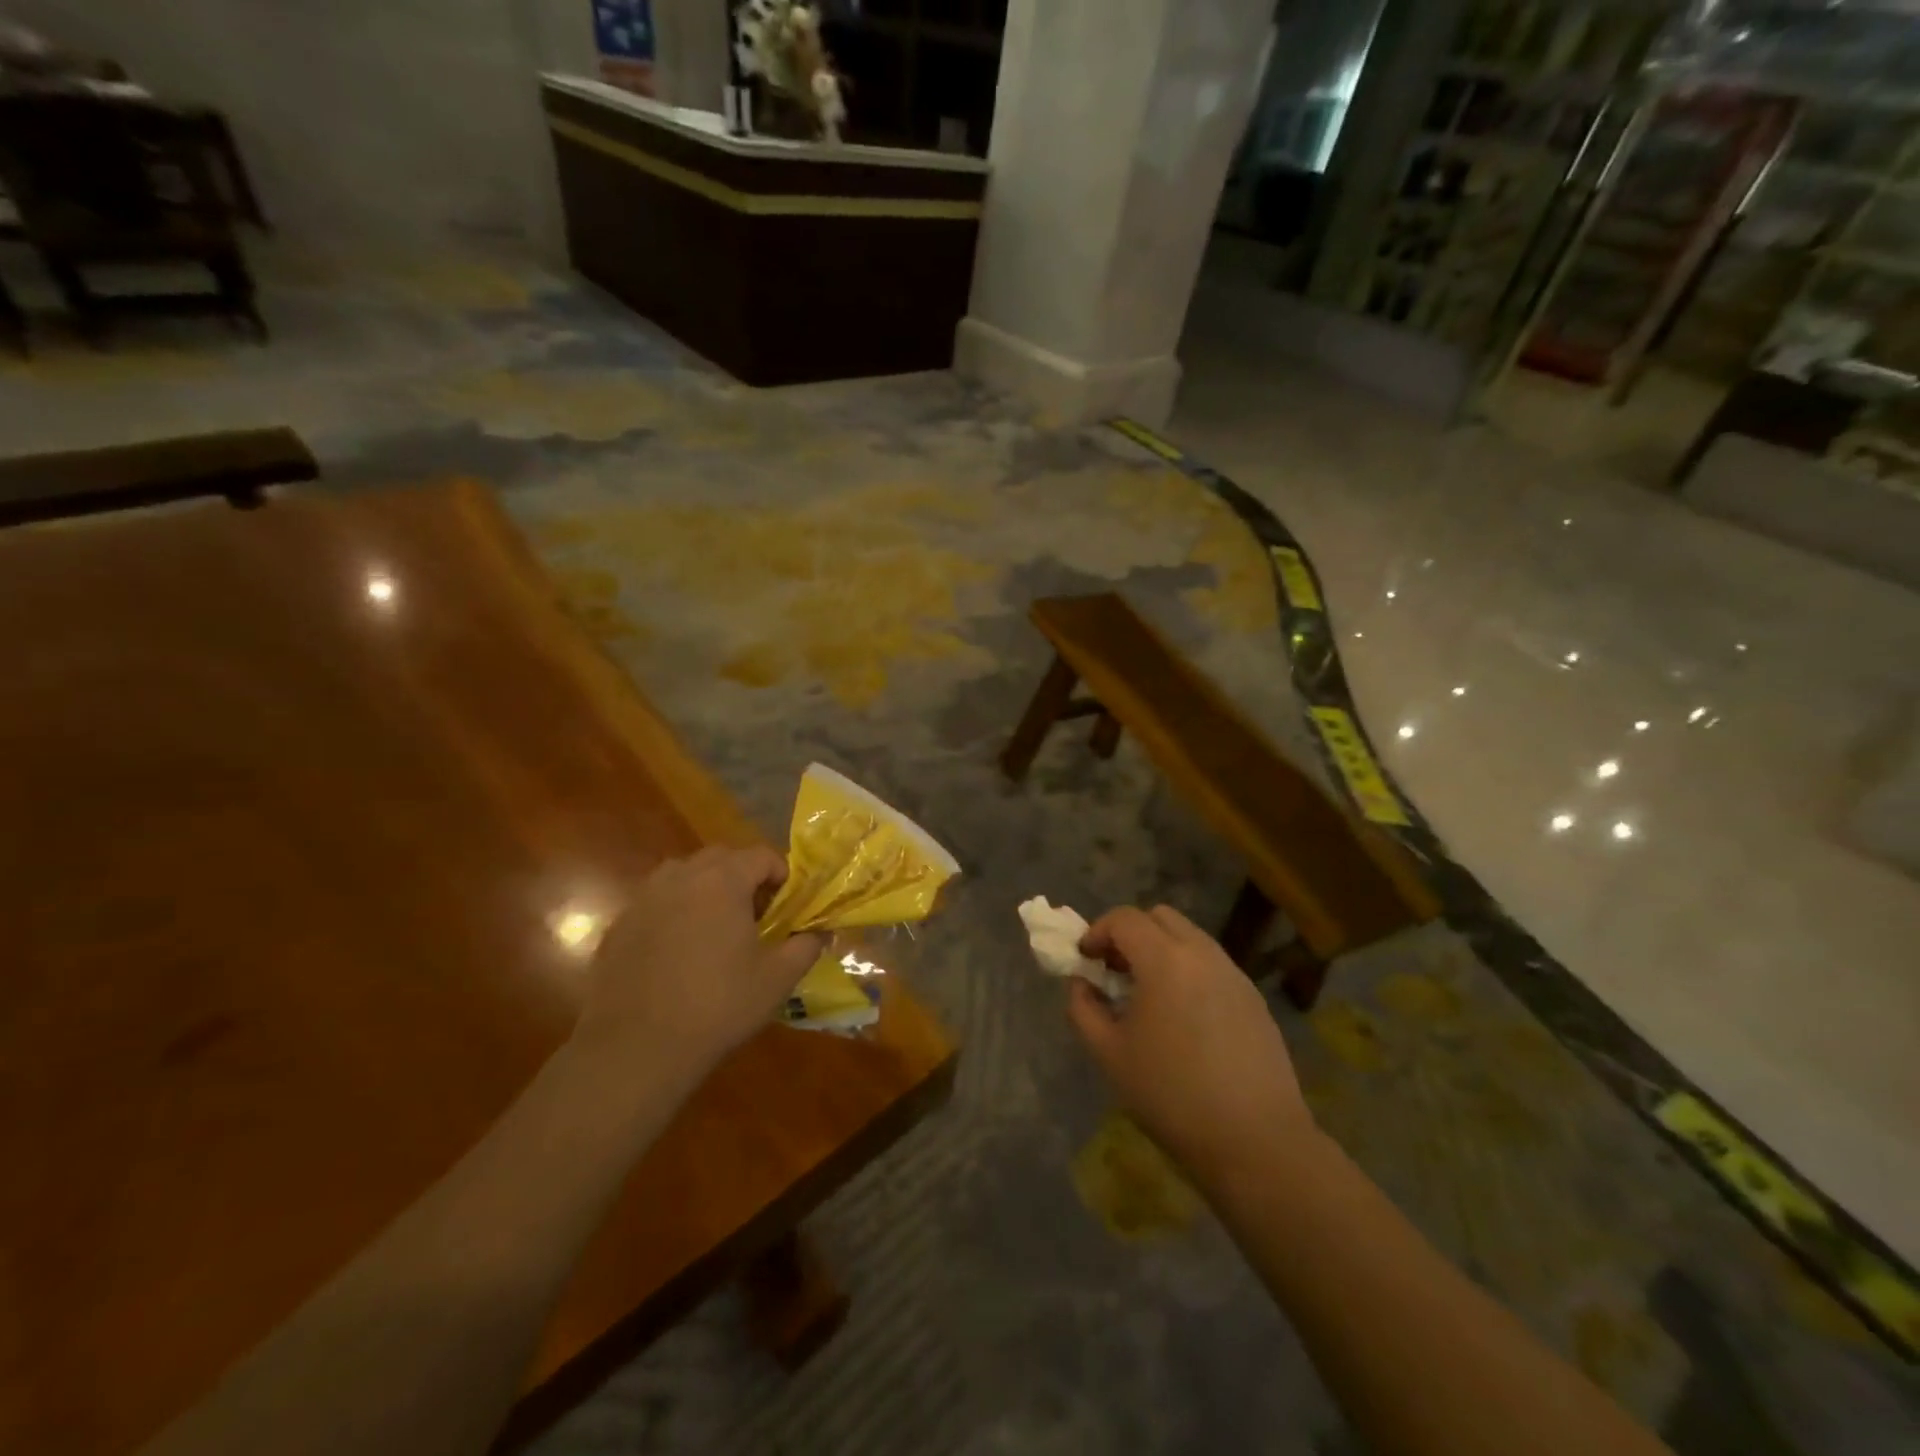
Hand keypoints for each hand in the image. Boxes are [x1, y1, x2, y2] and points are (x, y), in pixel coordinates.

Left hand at [571, 847, 826, 1083]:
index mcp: (722, 881)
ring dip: (704, 889)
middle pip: (720, 858)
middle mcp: (680, 878)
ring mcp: (643, 900)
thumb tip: (820, 932)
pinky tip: (677, 953)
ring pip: (682, 875)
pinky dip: (673, 913)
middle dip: (742, 876)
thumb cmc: (718, 1006)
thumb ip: (806, 946)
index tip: (787, 905)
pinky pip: (655, 904)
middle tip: (754, 914)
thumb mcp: (777, 979)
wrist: (636, 1049)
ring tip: (714, 928)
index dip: (781, 875)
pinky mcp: (618, 926)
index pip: (760, 856)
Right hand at [1067, 905, 1317, 1181]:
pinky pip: (1212, 965)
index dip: (1097, 932)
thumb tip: (1081, 984)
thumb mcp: (1109, 1054)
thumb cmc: (1171, 1094)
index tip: (1085, 960)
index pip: (1124, 918)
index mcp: (1165, 960)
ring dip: (1161, 951)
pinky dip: (1188, 971)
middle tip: (1115, 971)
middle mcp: (1202, 953)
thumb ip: (1083, 1008)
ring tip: (1148, 996)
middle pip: (1160, 917)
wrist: (1256, 1141)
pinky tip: (1183, 1019)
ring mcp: (1234, 974)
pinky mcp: (1254, 998)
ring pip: (1189, 938)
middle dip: (1131, 934)